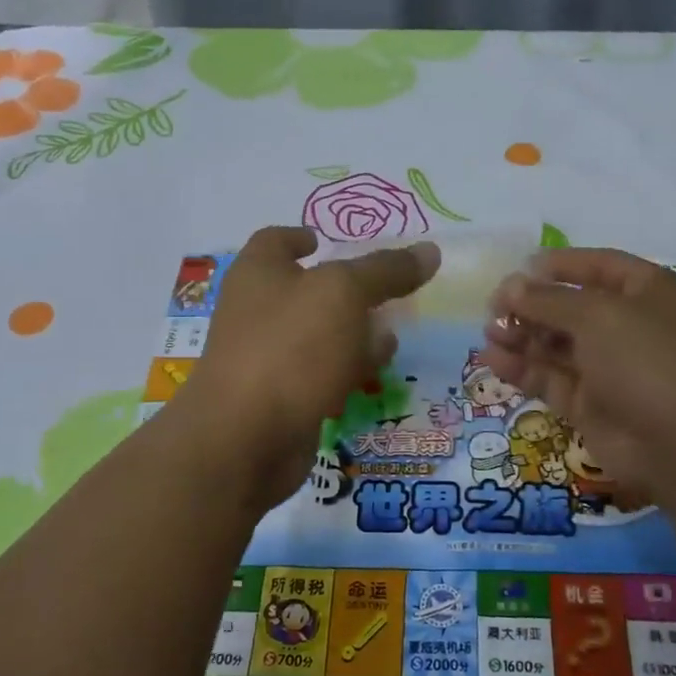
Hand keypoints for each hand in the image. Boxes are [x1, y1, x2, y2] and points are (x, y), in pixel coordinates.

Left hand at [178, 227, 438, 506]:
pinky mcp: (280, 399)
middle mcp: (255, 311)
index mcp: (259, 273)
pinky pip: (318, 376)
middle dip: (343, 291)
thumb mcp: (345, 294)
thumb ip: (386, 271)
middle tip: (383, 292)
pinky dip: (344, 372)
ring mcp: (265, 358)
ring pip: (316, 337)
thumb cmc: (291, 348)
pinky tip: (373, 376)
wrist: (246, 438)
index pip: (275, 240)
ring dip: (351, 335)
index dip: (300, 236)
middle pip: (303, 290)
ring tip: (391, 337)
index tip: (324, 240)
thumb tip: (430, 251)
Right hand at [483, 248, 675, 492]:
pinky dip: (521, 368)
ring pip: (555, 344)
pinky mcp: (588, 403)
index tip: (519, 268)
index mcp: (646, 292)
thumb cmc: (644, 359)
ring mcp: (607, 367)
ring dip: (521, 335)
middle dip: (531, 305)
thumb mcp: (596, 315)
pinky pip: (549, 378)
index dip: (559, 265)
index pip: (597, 267)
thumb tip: (509, 286)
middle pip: (570, 306)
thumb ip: (547, 299)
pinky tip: (490, 359)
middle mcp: (628, 326)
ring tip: (488, 332)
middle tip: (493, 308)